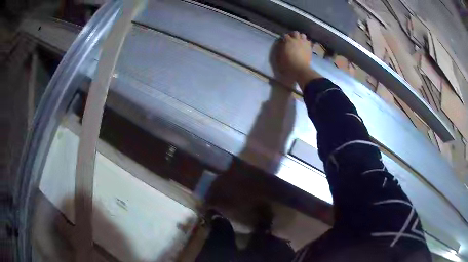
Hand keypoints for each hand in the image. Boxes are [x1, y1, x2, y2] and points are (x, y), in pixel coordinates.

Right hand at [275, 31, 321, 89]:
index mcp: (288, 41)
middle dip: (293, 35)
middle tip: (291, 39)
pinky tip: (305, 46)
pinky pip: (309, 42)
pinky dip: (306, 42)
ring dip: (300, 37)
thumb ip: (280, 49)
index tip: (283, 41)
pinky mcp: (310, 48)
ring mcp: (304, 43)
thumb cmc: (288, 64)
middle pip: (295, 32)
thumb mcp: (279, 57)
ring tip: (299, 41)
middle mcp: (297, 40)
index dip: (284, 38)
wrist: (301, 70)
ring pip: (303, 35)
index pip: (285, 35)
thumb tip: (281, 45)